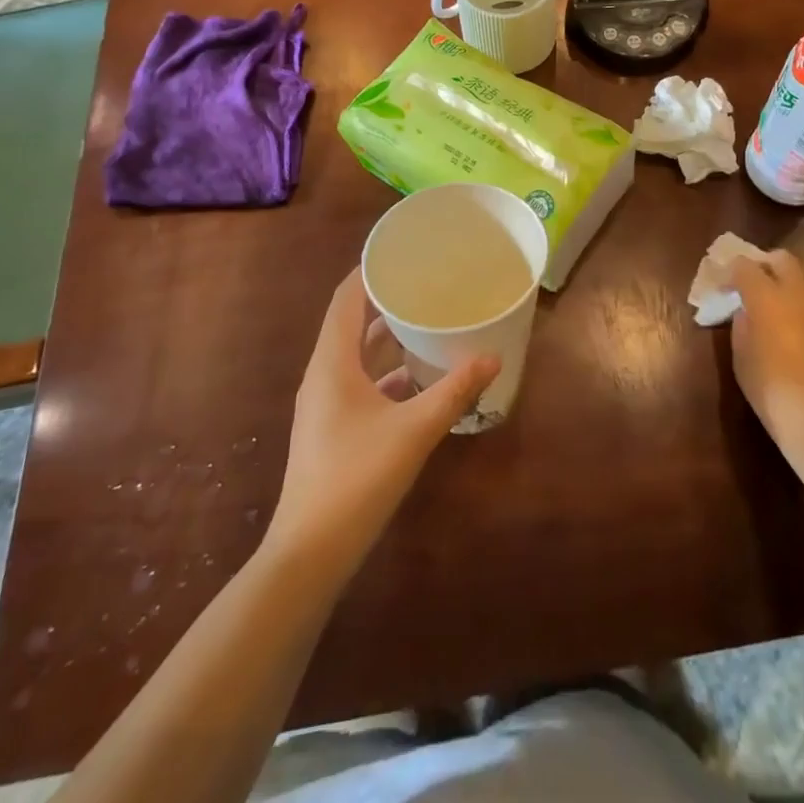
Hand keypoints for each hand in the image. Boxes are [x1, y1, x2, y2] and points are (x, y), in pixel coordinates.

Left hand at [267, 268, 497, 567]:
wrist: (310, 554)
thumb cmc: (357, 479)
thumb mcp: (414, 430)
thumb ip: (454, 391)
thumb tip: (493, 357)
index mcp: (332, 362)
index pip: (346, 298)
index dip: (369, 270)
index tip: (401, 251)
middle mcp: (323, 375)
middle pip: (351, 323)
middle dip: (385, 301)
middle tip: (425, 282)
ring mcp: (325, 404)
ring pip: (357, 356)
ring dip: (387, 338)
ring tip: (427, 321)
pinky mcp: (332, 428)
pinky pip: (360, 384)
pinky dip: (386, 373)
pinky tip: (419, 380)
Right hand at [730, 250, 803, 454]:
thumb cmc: (771, 390)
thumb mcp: (741, 357)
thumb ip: (742, 324)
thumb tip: (747, 311)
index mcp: (767, 295)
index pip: (744, 265)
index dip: (731, 273)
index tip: (725, 288)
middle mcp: (801, 291)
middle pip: (783, 258)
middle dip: (766, 265)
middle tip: (756, 285)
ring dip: (793, 281)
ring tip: (783, 303)